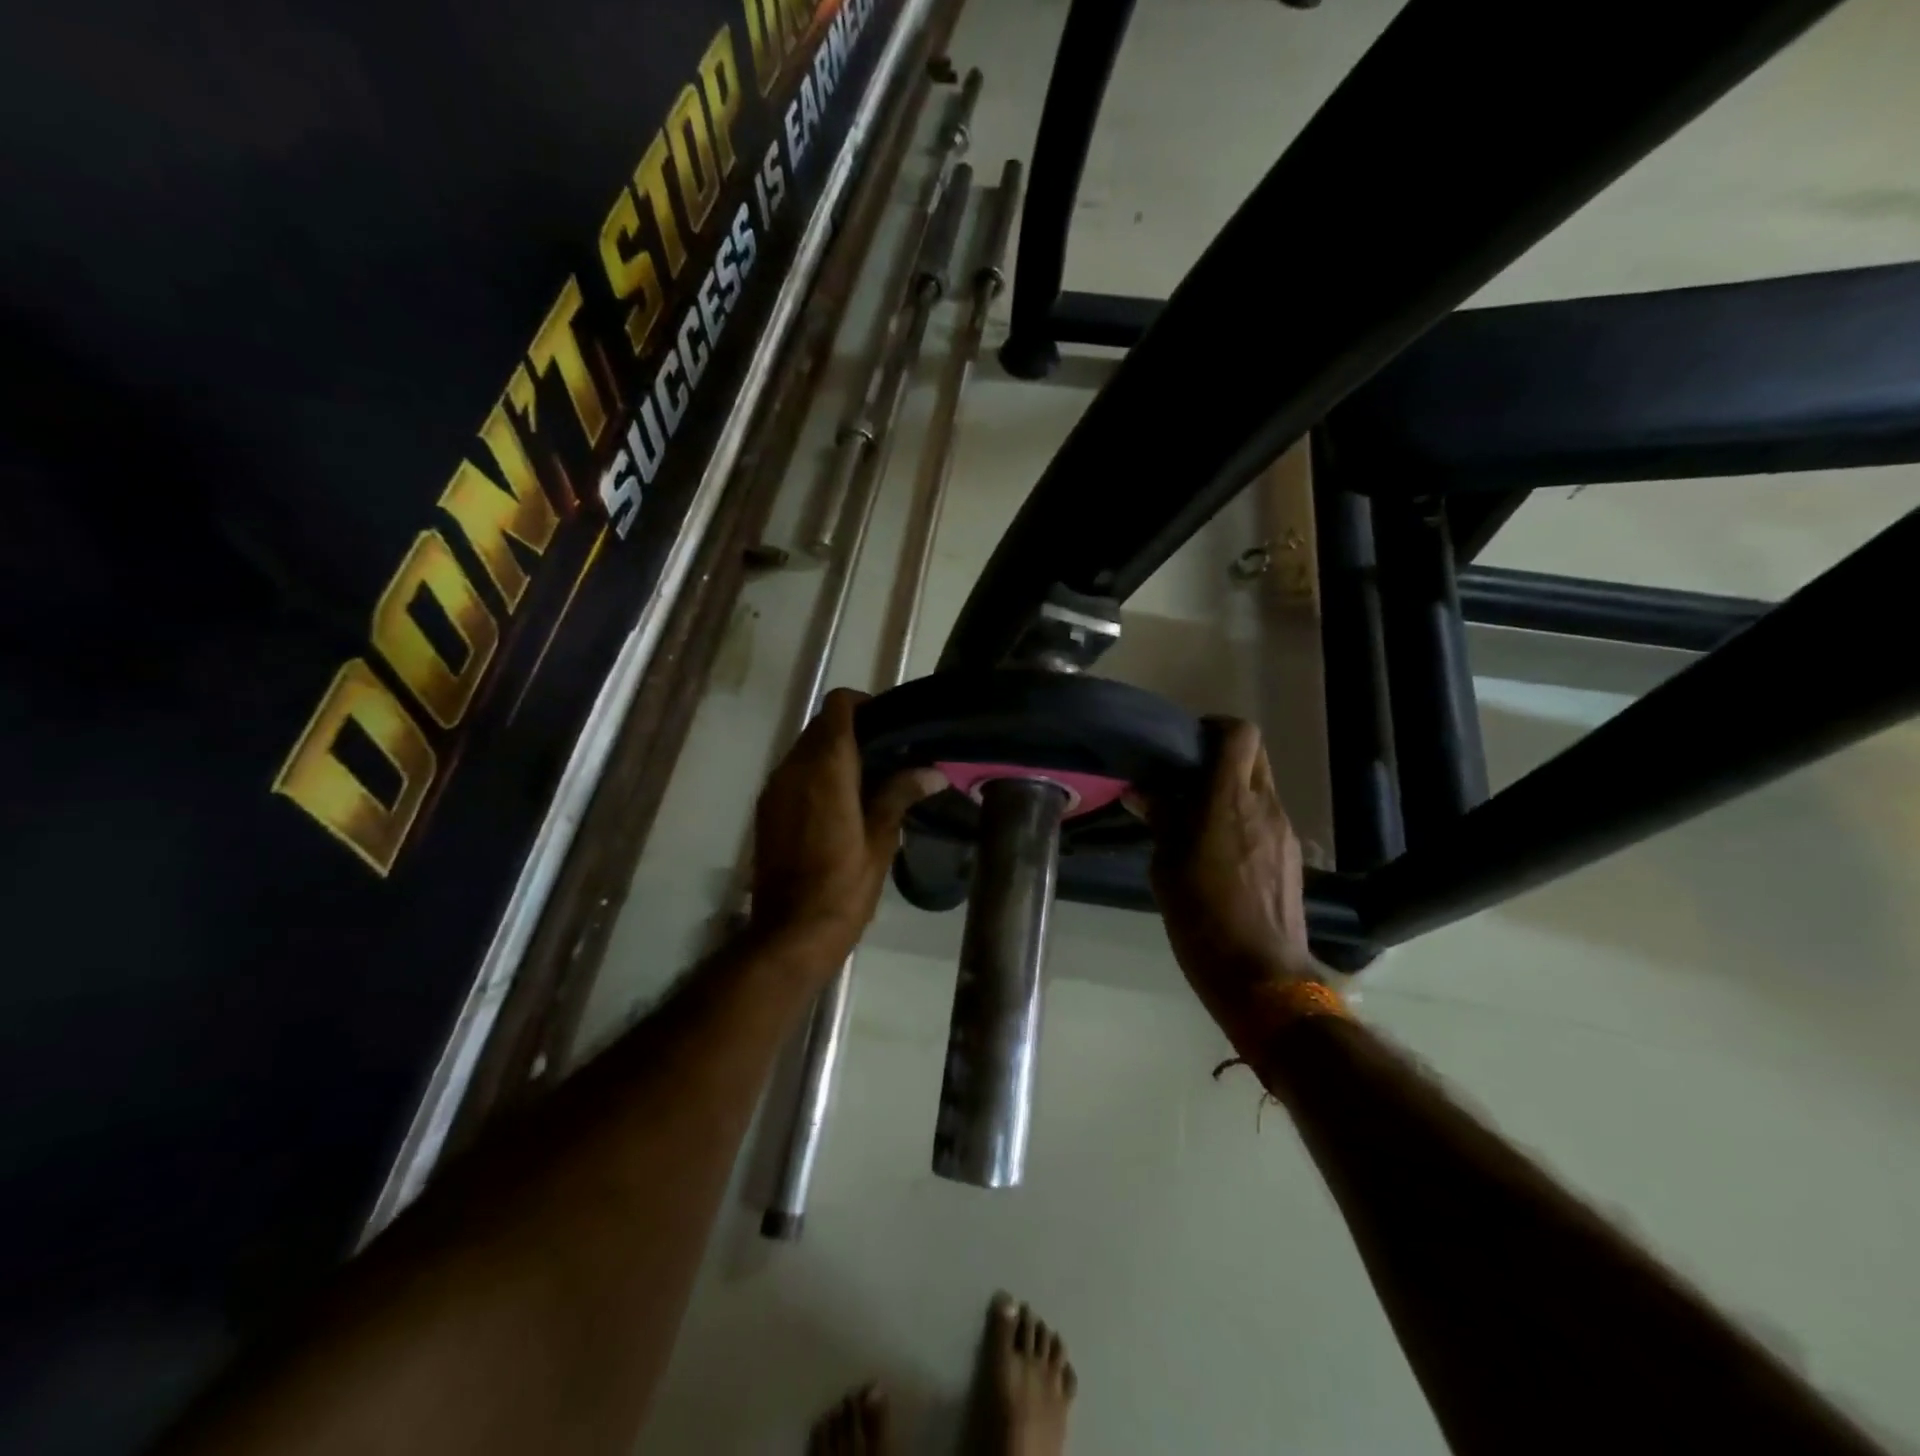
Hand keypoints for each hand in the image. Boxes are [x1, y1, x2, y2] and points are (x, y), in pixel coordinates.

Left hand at [748, 688, 944, 972]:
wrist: (791, 932)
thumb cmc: (844, 886)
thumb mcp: (880, 840)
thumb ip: (900, 794)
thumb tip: (932, 771)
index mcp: (826, 768)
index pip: (838, 706)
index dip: (864, 704)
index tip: (889, 724)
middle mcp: (794, 768)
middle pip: (820, 725)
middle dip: (852, 730)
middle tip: (886, 754)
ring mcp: (775, 788)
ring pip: (804, 748)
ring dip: (832, 752)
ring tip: (866, 779)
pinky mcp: (766, 808)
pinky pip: (792, 772)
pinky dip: (814, 773)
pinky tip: (839, 802)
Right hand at [1140, 717, 1320, 1035]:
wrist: (1261, 974)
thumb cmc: (1201, 918)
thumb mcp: (1166, 868)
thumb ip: (1161, 821)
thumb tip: (1144, 792)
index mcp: (1228, 801)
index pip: (1239, 734)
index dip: (1215, 727)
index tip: (1188, 744)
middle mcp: (1264, 806)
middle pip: (1254, 754)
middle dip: (1224, 754)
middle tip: (1190, 777)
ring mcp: (1284, 831)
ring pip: (1261, 787)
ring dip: (1233, 790)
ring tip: (1200, 819)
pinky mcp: (1293, 856)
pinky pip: (1267, 818)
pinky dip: (1245, 818)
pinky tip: (1222, 852)